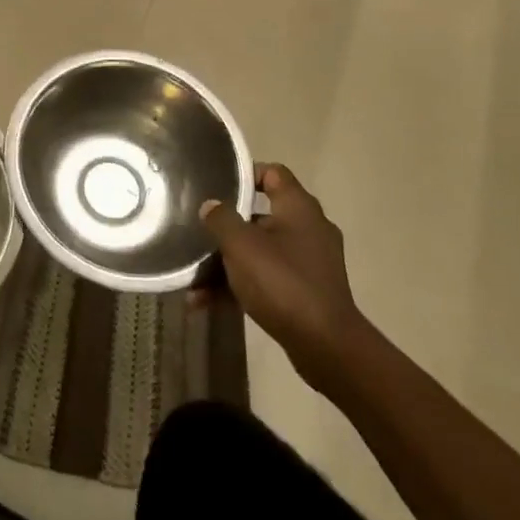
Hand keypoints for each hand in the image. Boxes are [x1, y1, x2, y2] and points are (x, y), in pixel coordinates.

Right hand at [198, 163, 369, 395]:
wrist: (326, 346)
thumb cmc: (282, 282)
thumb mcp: (241, 245)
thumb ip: (221, 219)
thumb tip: (210, 205)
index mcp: (298, 208)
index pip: (273, 173)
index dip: (244, 174)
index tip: (216, 185)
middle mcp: (308, 228)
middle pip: (260, 214)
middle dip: (226, 226)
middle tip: (198, 230)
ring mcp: (309, 261)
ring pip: (259, 251)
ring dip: (227, 263)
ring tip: (193, 279)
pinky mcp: (306, 290)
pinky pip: (266, 277)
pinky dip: (240, 285)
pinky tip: (206, 302)